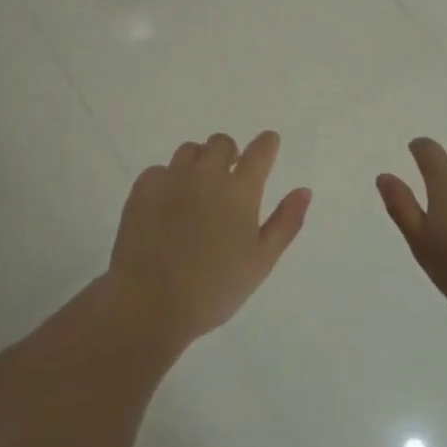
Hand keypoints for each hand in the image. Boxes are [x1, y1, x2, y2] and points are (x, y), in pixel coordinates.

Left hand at [107, 131, 312, 344]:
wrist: (149, 303)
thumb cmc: (214, 289)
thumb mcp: (261, 261)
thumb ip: (286, 222)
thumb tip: (304, 190)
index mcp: (240, 191)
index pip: (260, 151)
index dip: (266, 144)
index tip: (268, 144)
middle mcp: (207, 174)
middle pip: (221, 143)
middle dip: (229, 153)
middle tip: (228, 176)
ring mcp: (172, 178)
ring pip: (189, 150)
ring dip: (199, 162)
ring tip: (196, 190)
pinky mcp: (143, 188)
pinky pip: (160, 170)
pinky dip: (168, 180)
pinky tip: (167, 205)